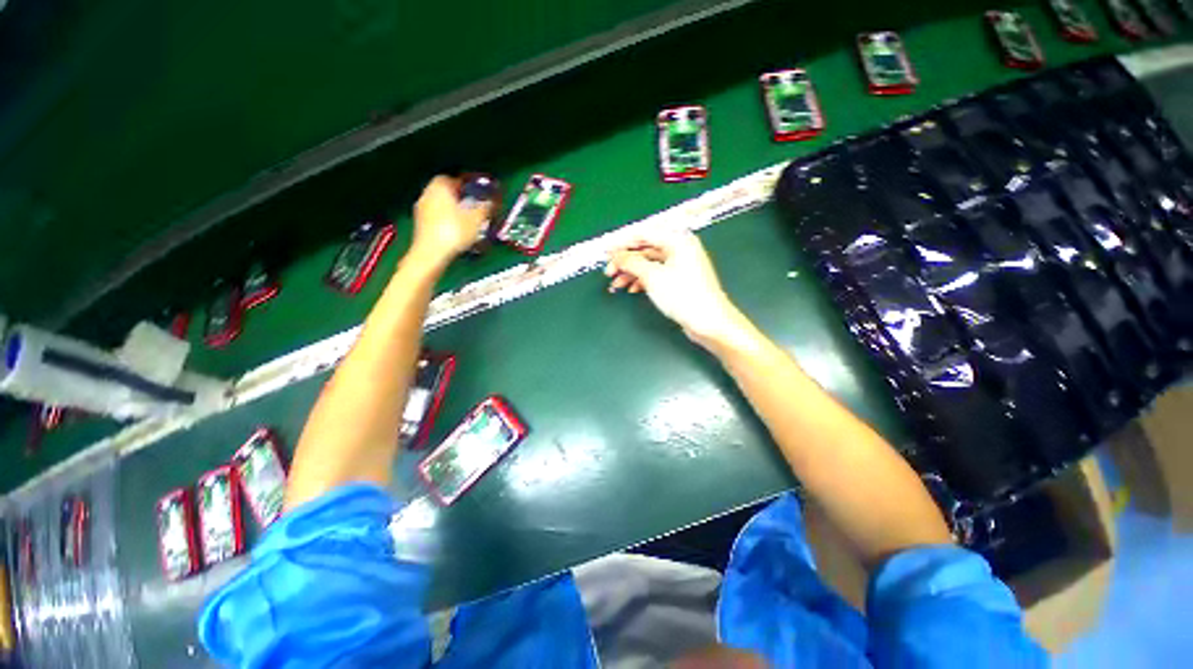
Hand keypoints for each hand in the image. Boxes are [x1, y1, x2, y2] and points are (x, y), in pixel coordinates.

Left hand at [411, 176, 493, 264]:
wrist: (432, 253)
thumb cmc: (455, 231)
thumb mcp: (477, 219)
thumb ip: (486, 207)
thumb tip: (492, 201)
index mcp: (440, 186)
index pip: (454, 178)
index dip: (467, 186)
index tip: (479, 195)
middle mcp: (427, 193)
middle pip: (447, 193)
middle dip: (461, 200)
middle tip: (476, 209)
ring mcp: (421, 209)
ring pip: (442, 206)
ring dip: (455, 212)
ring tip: (469, 223)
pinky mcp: (420, 225)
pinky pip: (437, 218)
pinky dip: (447, 222)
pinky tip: (458, 233)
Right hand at [605, 229, 746, 346]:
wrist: (709, 322)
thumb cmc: (684, 296)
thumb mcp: (653, 277)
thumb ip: (632, 263)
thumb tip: (616, 256)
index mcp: (677, 241)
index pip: (643, 234)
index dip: (622, 243)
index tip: (606, 251)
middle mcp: (680, 249)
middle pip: (645, 249)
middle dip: (625, 261)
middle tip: (609, 272)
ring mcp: (680, 265)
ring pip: (649, 263)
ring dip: (631, 273)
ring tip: (616, 285)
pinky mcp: (680, 280)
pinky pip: (656, 274)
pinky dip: (642, 280)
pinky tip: (632, 289)